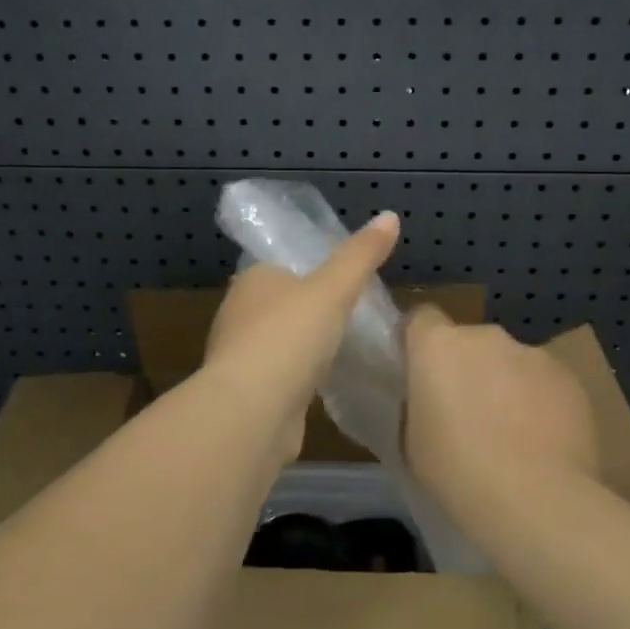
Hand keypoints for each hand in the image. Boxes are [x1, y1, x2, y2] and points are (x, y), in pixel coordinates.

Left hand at [204, 212, 399, 460]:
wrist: (252, 413)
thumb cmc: (289, 337)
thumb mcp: (333, 289)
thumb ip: (360, 256)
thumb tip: (390, 216)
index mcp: (252, 281)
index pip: (283, 267)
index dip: (312, 273)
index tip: (345, 283)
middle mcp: (239, 314)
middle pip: (282, 305)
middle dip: (310, 312)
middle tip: (353, 316)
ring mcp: (241, 358)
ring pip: (281, 343)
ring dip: (305, 347)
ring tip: (345, 349)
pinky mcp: (249, 395)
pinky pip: (282, 377)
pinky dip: (301, 378)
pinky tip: (325, 384)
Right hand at [404, 306, 601, 515]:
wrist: (536, 499)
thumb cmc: (457, 471)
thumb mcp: (412, 442)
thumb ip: (418, 406)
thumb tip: (430, 402)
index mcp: (438, 344)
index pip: (421, 318)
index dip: (420, 341)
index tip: (421, 373)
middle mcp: (485, 336)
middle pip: (469, 342)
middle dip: (468, 369)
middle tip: (468, 415)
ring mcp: (532, 352)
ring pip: (510, 362)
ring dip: (506, 385)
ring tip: (512, 435)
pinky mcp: (569, 376)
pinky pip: (544, 382)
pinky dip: (540, 402)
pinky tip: (543, 442)